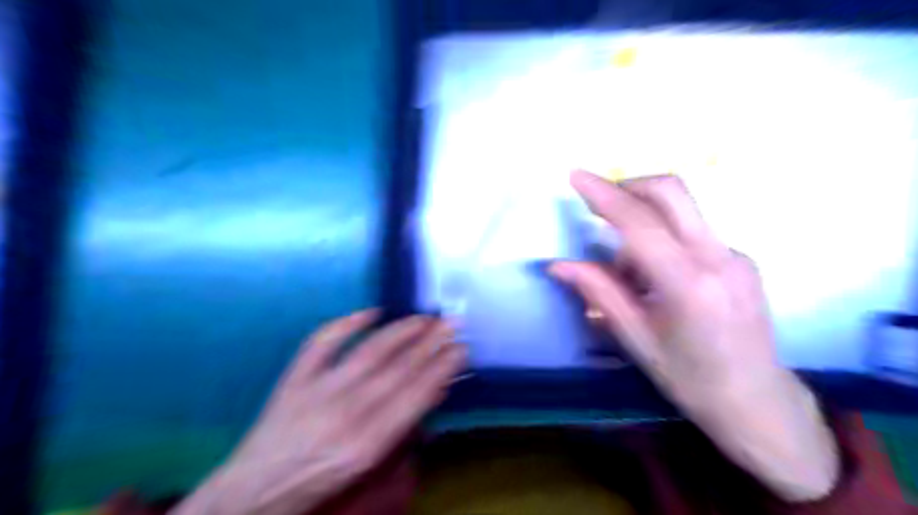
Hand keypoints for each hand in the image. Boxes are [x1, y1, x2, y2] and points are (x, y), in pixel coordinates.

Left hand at [169, 311, 467, 514]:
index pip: (417, 394)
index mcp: (369, 442)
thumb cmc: (322, 483)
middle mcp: (348, 411)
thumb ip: (403, 430)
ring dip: (403, 330)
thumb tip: (431, 392)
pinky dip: (348, 323)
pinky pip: (323, 342)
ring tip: (425, 317)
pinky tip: (372, 312)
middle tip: (452, 323)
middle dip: (432, 343)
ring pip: (371, 350)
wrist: (257, 489)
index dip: (442, 367)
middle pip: (400, 367)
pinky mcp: (297, 378)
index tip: (461, 347)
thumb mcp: (370, 465)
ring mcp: (320, 390)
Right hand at [551, 170, 836, 500]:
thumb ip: (598, 292)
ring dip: (641, 225)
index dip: (604, 194)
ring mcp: (735, 254)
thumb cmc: (690, 378)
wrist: (757, 400)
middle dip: (627, 187)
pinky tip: (654, 278)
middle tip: (597, 204)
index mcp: (688, 283)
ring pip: (678, 211)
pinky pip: (690, 231)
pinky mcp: (740, 258)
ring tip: (628, 274)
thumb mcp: (635, 339)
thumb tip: (558, 265)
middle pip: (671, 192)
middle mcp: (718, 257)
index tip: (576, 175)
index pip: (639, 223)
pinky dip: (661, 240)